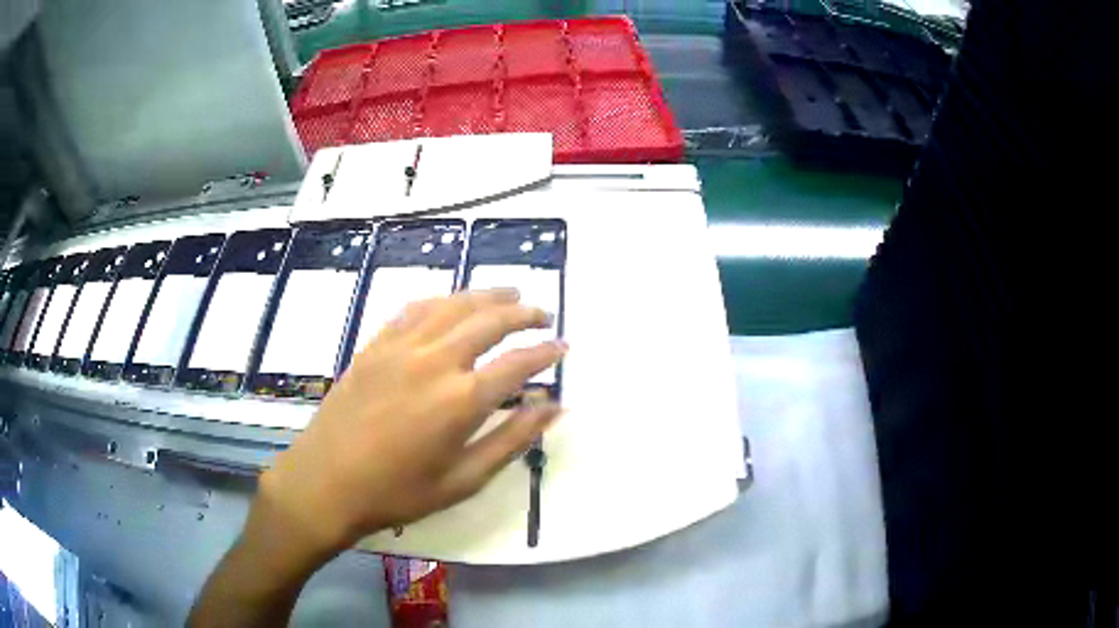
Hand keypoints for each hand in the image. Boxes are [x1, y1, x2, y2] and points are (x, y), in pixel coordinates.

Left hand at [252, 289, 565, 560]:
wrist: (326, 482)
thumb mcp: (463, 480)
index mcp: (460, 400)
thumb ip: (512, 440)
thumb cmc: (397, 491)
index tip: (563, 347)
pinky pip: (415, 309)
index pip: (518, 363)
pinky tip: (452, 302)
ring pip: (453, 305)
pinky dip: (442, 300)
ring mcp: (400, 347)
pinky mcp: (375, 344)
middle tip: (543, 313)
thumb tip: (554, 407)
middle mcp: (434, 361)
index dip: (546, 352)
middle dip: (523, 314)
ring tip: (510, 293)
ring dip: (486, 295)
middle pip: (489, 321)